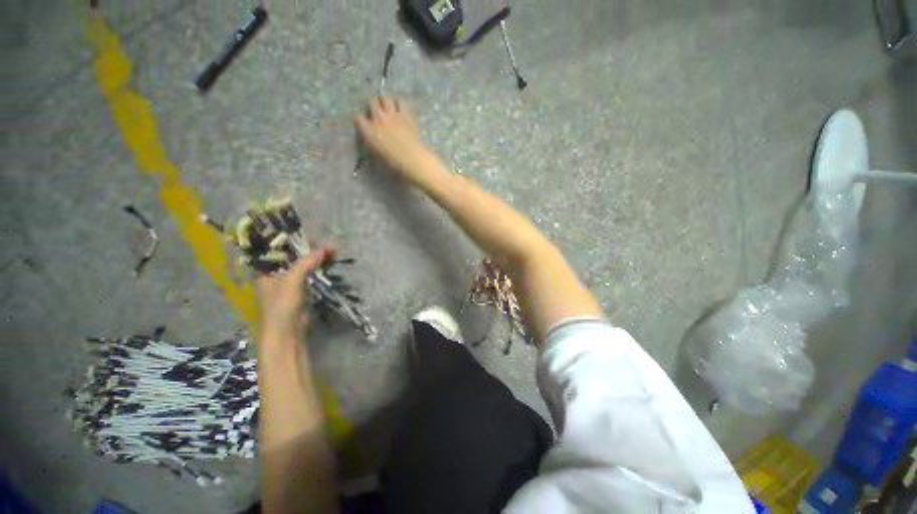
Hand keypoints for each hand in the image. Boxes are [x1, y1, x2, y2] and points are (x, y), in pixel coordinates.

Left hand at [256, 247, 333, 338]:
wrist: (287, 333)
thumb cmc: (281, 306)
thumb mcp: (292, 282)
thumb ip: (305, 264)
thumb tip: (323, 249)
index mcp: (266, 271)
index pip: (279, 250)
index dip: (293, 242)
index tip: (309, 235)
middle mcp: (276, 275)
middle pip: (294, 257)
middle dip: (310, 250)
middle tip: (327, 245)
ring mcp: (289, 283)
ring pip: (304, 266)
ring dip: (317, 259)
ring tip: (333, 252)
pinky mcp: (301, 291)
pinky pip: (310, 275)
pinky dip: (319, 269)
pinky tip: (329, 264)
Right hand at [354, 97, 428, 180]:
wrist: (412, 160)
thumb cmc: (394, 163)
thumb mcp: (376, 155)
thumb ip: (371, 143)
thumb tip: (370, 138)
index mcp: (368, 131)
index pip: (358, 118)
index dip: (361, 121)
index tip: (365, 124)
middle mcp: (378, 119)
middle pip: (371, 102)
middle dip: (373, 106)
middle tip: (377, 113)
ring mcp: (393, 114)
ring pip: (385, 98)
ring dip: (385, 102)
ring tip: (388, 109)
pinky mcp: (406, 114)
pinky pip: (401, 102)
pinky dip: (399, 104)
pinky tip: (401, 109)